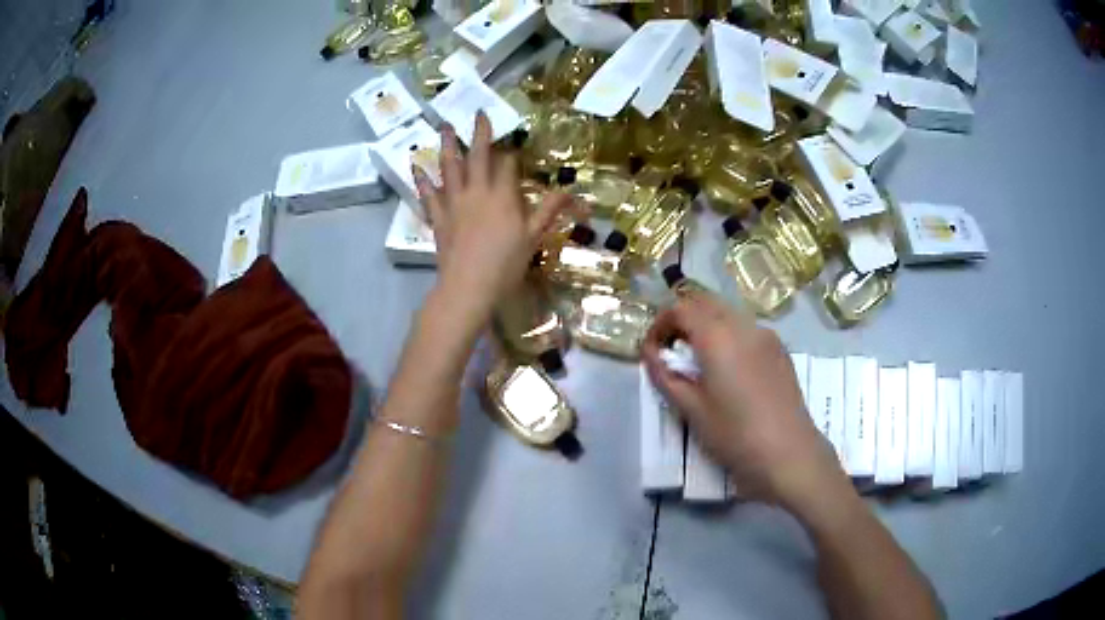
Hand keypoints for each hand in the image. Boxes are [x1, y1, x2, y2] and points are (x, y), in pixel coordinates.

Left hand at [413, 112, 572, 322]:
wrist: (468, 287)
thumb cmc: (505, 264)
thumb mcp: (533, 237)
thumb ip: (550, 210)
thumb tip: (574, 193)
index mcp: (502, 195)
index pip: (507, 165)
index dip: (511, 153)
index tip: (513, 143)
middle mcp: (476, 191)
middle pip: (478, 156)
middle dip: (480, 133)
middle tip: (478, 113)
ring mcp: (453, 203)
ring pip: (450, 167)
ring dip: (448, 145)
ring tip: (446, 126)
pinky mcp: (438, 217)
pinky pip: (427, 194)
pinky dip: (421, 179)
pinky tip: (416, 165)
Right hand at [641, 291, 848, 513]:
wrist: (789, 453)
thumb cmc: (735, 435)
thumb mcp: (692, 410)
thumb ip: (666, 376)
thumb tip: (650, 354)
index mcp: (718, 336)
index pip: (681, 308)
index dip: (660, 323)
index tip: (652, 349)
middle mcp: (743, 325)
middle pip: (705, 302)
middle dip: (683, 318)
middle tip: (672, 350)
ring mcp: (766, 335)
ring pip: (728, 312)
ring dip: (706, 324)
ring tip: (699, 361)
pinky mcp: (779, 349)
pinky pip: (746, 328)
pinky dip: (728, 334)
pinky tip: (729, 368)